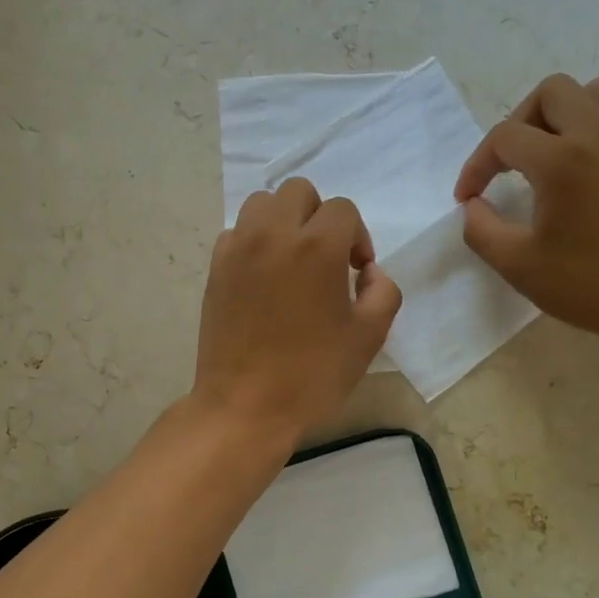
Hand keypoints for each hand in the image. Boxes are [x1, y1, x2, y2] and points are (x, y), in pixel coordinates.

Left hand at [193, 179, 401, 439]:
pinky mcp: (215, 268)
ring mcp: (238, 249)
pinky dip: (253, 241)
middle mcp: (273, 234)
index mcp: (317, 247)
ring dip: (283, 221)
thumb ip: (383, 291)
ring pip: (261, 203)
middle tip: (326, 259)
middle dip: (319, 216)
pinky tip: (263, 278)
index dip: (357, 237)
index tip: (356, 272)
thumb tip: (368, 271)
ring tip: (292, 260)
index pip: (343, 210)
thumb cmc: (312, 375)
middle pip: (299, 192)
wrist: (245, 405)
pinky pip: (236, 233)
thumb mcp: (368, 337)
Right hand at [455, 73, 598, 346]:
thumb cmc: (590, 285)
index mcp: (562, 161)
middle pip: (550, 92)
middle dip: (517, 123)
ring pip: (591, 91)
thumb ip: (481, 229)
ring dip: (559, 114)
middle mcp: (598, 136)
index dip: (476, 165)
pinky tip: (576, 166)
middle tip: (506, 165)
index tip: (468, 199)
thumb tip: (474, 205)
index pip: (504, 137)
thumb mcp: (518, 265)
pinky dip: (589, 124)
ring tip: (544, 154)